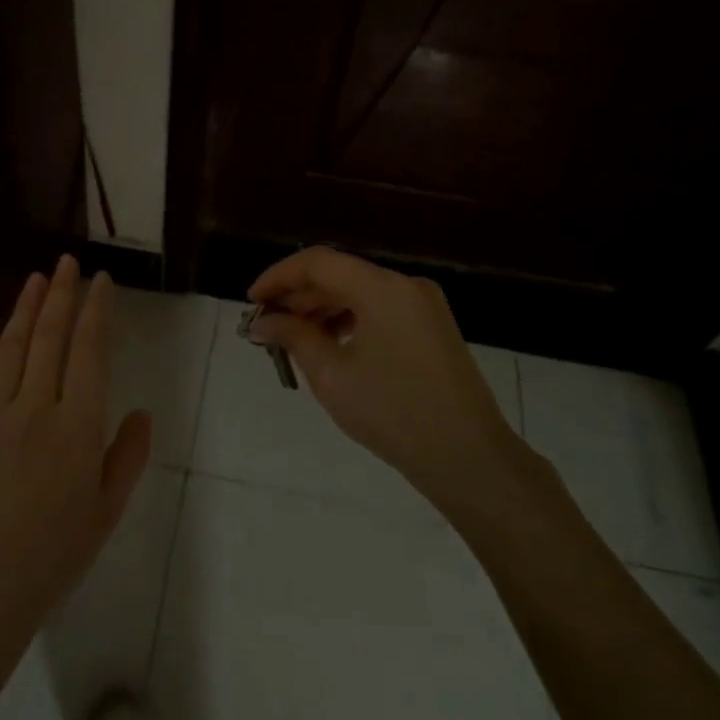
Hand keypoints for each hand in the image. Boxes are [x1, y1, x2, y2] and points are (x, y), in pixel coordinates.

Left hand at [0, 255, 153, 657]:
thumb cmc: (56, 552)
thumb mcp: (108, 509)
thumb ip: (127, 455)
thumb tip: (138, 412)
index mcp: (78, 426)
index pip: (89, 352)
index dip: (95, 311)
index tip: (101, 282)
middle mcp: (36, 408)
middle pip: (48, 338)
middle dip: (60, 295)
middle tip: (67, 263)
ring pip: (10, 348)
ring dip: (24, 308)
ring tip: (36, 278)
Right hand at [249, 248, 534, 513]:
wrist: (468, 457)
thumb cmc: (392, 413)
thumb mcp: (332, 375)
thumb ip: (293, 338)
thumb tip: (262, 322)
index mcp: (382, 288)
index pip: (317, 262)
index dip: (278, 277)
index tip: (251, 302)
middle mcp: (406, 285)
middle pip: (339, 274)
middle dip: (297, 297)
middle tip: (265, 326)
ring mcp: (423, 305)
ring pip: (359, 292)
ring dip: (321, 310)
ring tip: (290, 339)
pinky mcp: (432, 327)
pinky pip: (380, 310)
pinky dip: (348, 321)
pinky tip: (328, 345)